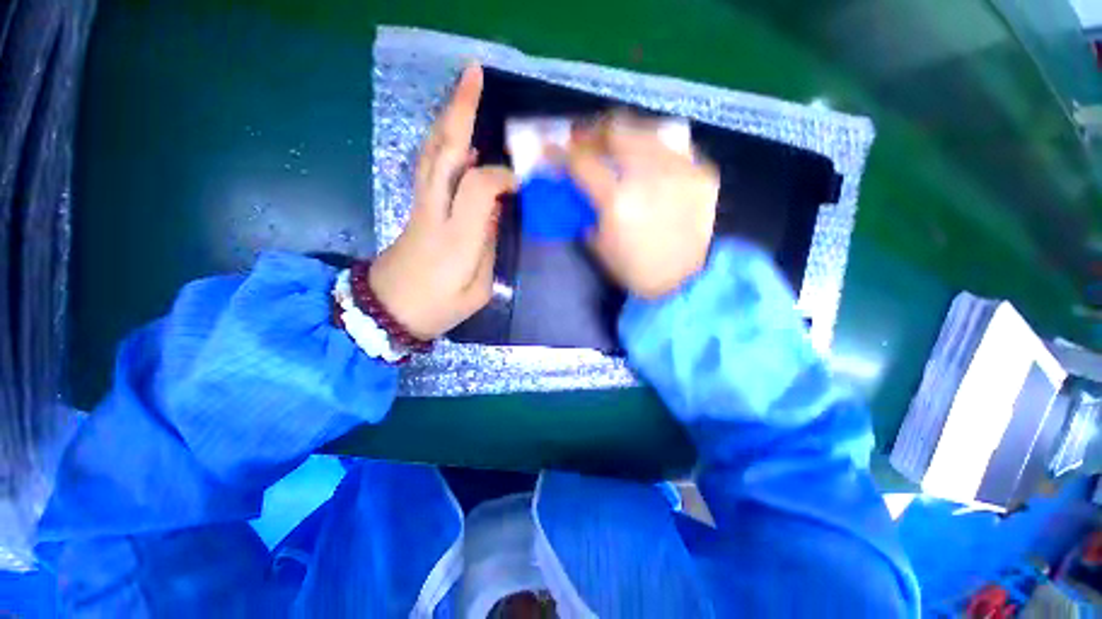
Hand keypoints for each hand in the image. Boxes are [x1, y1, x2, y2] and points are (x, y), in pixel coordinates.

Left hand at [369, 64, 517, 339]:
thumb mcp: (479, 289)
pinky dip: (442, 144)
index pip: (479, 187)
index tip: (521, 183)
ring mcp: (421, 206)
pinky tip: (458, 138)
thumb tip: (495, 213)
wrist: (388, 311)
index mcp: (456, 238)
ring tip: (465, 90)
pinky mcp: (416, 207)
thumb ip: (489, 246)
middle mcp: (435, 212)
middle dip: (459, 111)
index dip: (502, 176)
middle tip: (474, 74)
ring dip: (448, 118)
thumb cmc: (438, 307)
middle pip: (443, 152)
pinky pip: (429, 166)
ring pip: (432, 152)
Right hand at [563, 114, 718, 298]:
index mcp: (616, 200)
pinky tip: (649, 161)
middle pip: (615, 131)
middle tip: (584, 140)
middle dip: (593, 132)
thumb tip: (584, 195)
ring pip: (646, 132)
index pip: (581, 162)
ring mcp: (678, 169)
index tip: (550, 149)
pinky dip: (653, 149)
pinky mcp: (702, 172)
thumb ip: (588, 215)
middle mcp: (648, 175)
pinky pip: (672, 147)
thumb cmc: (638, 271)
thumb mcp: (601, 248)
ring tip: (616, 148)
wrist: (689, 281)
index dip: (560, 153)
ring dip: (624, 136)